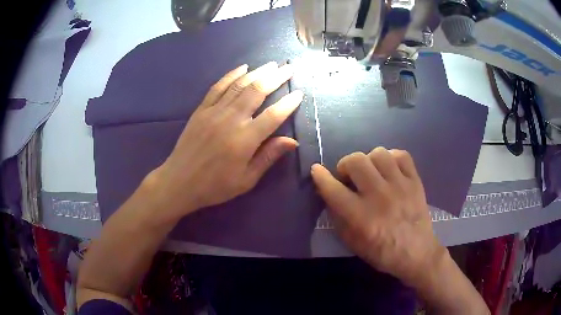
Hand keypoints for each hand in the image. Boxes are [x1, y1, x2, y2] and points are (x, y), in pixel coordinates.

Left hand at [148, 62, 302, 220]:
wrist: (180, 182)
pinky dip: (231, 75)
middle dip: (275, 77)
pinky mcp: (201, 110)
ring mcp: (214, 112)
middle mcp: (231, 120)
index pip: (273, 116)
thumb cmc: (215, 185)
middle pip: (257, 91)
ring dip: (257, 73)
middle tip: (288, 68)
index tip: (299, 93)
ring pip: (239, 85)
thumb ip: (268, 156)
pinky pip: (218, 87)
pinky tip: (242, 68)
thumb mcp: (246, 179)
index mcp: (245, 140)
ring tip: (271, 65)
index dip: (288, 103)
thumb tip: (292, 141)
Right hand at [310, 148, 444, 286]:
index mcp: (361, 217)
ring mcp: (400, 186)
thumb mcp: (353, 243)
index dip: (320, 177)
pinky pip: (401, 155)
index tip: (316, 170)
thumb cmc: (382, 253)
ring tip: (371, 172)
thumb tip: (329, 194)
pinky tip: (389, 169)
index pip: (334, 189)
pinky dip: (392, 158)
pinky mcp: (415, 181)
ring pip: (378, 153)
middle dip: (345, 165)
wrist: (417, 253)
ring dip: (369, 161)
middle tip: (348, 176)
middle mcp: (380, 197)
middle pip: (356, 161)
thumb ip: (338, 218)